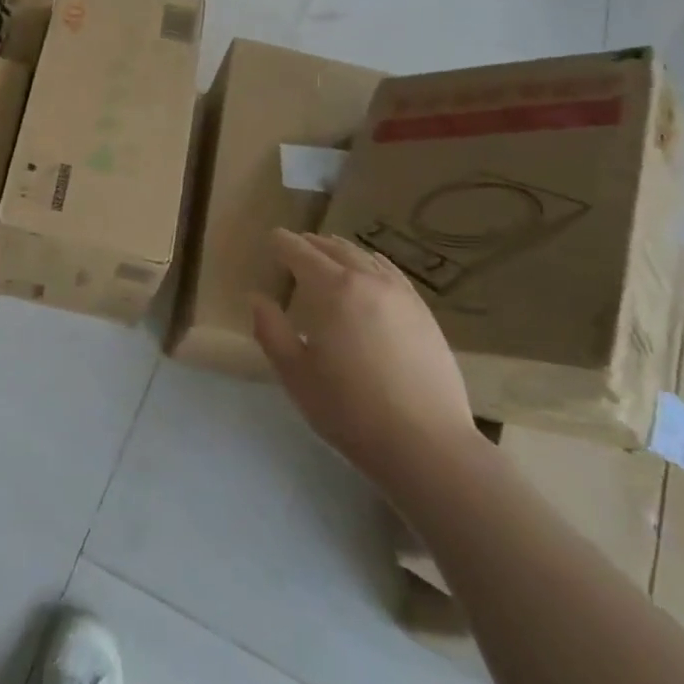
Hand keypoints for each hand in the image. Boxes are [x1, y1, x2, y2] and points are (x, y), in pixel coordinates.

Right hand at [253, 230, 479, 488]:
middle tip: (295, 246)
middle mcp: (368, 279)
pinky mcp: (424, 312)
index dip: (283, 243)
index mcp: (333, 289)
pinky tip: (371, 274)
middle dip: (311, 244)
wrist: (426, 444)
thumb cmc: (350, 410)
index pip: (301, 252)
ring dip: (342, 251)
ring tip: (329, 254)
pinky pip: (391, 273)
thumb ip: (271, 331)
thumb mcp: (295, 375)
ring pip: (365, 257)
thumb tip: (257, 298)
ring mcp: (401, 294)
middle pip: (335, 249)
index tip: (271, 239)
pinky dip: (372, 264)